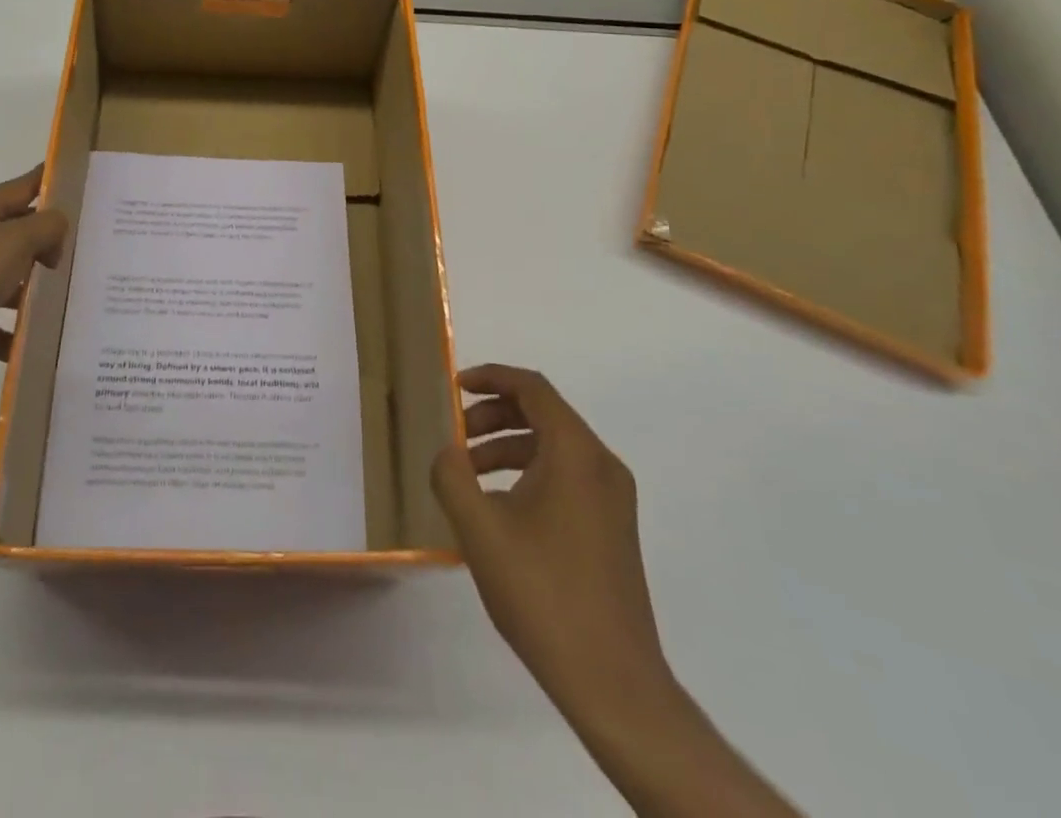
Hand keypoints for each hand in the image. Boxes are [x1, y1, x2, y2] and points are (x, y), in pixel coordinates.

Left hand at [0, 166, 69, 397]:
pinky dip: (10, 332)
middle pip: (17, 232)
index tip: (84, 185)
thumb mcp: (15, 241)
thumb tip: (56, 230)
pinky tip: (34, 343)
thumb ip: (46, 227)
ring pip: (5, 278)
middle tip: (88, 251)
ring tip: (68, 300)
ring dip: (32, 290)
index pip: (25, 185)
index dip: (53, 181)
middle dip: (50, 241)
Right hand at [432, 364, 670, 718]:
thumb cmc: (543, 593)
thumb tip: (447, 452)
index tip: (454, 386)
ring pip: (553, 447)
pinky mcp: (613, 527)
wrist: (613, 681)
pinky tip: (499, 508)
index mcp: (575, 452)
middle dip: (493, 416)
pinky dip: (528, 473)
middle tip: (455, 436)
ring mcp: (613, 498)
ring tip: (468, 475)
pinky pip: (566, 476)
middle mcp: (601, 464)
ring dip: (507, 447)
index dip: (490, 377)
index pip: (532, 388)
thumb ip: (452, 476)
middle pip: (543, 414)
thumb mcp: (479, 528)